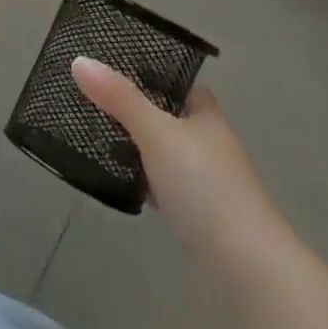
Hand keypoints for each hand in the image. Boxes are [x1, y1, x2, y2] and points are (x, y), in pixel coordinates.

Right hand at [72, 57, 283, 258]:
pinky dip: (146, 182)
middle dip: (140, 112)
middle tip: (96, 100)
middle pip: (172, 119)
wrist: (248, 268)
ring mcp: (207, 184)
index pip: (182, 85)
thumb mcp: (156, 133)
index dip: (155, 75)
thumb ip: (119, 98)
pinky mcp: (200, 218)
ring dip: (141, 148)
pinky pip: (166, 187)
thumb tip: (80, 59)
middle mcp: (210, 145)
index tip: (118, 67)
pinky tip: (124, 184)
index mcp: (207, 117)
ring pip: (167, 154)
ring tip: (98, 136)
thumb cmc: (204, 186)